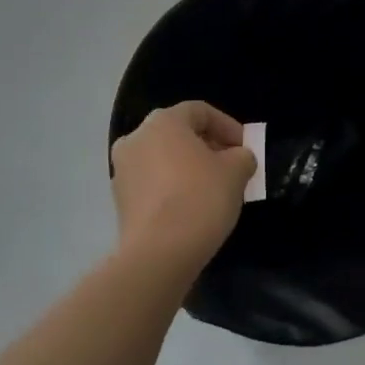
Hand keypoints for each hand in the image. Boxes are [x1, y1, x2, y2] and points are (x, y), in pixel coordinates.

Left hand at [111, 102, 256, 272]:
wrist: (159, 253)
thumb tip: (238, 158)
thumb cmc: (200, 198)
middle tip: (231, 166)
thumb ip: (242, 156)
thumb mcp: (236, 172)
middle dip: (207, 146)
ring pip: (163, 159)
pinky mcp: (119, 199)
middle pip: (178, 134)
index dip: (227, 125)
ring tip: (213, 188)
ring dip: (188, 167)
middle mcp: (136, 138)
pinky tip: (191, 207)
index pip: (200, 111)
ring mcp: (122, 169)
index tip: (245, 146)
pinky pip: (152, 183)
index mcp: (163, 122)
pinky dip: (171, 187)